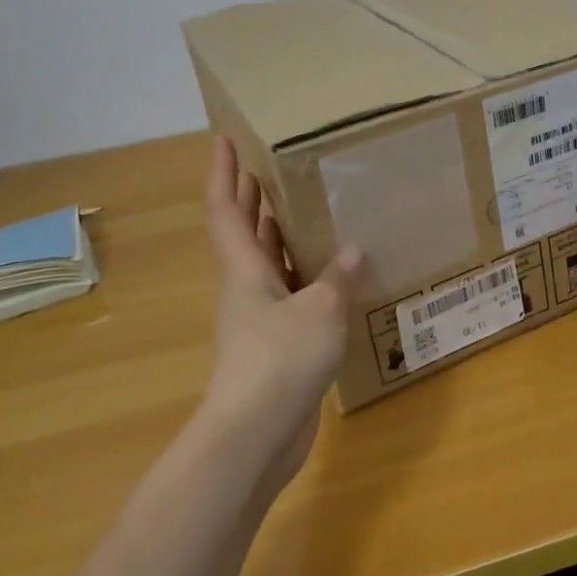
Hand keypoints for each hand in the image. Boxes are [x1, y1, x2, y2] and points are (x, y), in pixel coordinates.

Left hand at [198, 137, 360, 501]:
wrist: (254, 436)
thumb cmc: (279, 360)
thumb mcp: (320, 309)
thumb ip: (338, 276)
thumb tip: (353, 250)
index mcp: (245, 270)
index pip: (225, 210)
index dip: (222, 173)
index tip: (223, 139)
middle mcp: (245, 288)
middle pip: (242, 233)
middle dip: (250, 197)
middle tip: (267, 165)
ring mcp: (258, 318)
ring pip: (266, 264)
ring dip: (279, 235)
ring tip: (306, 208)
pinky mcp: (276, 344)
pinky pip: (290, 294)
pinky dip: (305, 275)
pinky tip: (334, 273)